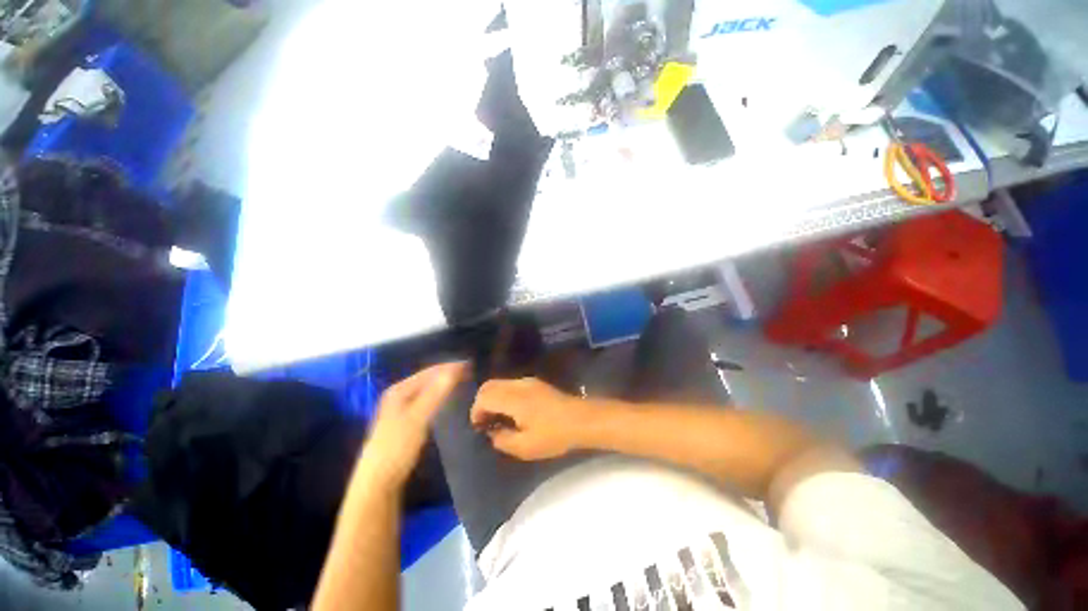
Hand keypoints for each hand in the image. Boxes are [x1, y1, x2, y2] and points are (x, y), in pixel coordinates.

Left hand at [357, 362, 465, 487]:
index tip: (469, 364)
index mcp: (399, 390)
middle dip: (447, 374)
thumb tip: (454, 369)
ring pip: (427, 390)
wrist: (378, 482)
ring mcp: (401, 408)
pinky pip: (427, 401)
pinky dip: (439, 397)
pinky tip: (448, 400)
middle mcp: (399, 395)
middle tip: (470, 372)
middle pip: (427, 379)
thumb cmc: (396, 447)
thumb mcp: (417, 419)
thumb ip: (435, 394)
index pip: (428, 372)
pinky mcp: (406, 421)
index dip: (449, 367)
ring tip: (463, 382)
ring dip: (444, 385)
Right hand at [470, 378, 587, 460]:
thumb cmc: (554, 435)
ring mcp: (528, 381)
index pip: (484, 397)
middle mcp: (518, 384)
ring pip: (500, 383)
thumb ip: (502, 439)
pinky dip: (503, 395)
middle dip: (481, 403)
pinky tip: (512, 412)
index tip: (479, 428)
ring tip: (497, 418)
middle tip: (484, 423)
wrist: (582, 420)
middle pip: (489, 385)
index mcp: (514, 398)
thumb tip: (492, 432)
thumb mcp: (525, 447)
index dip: (476, 412)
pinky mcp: (536, 383)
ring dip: (492, 398)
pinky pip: (511, 385)